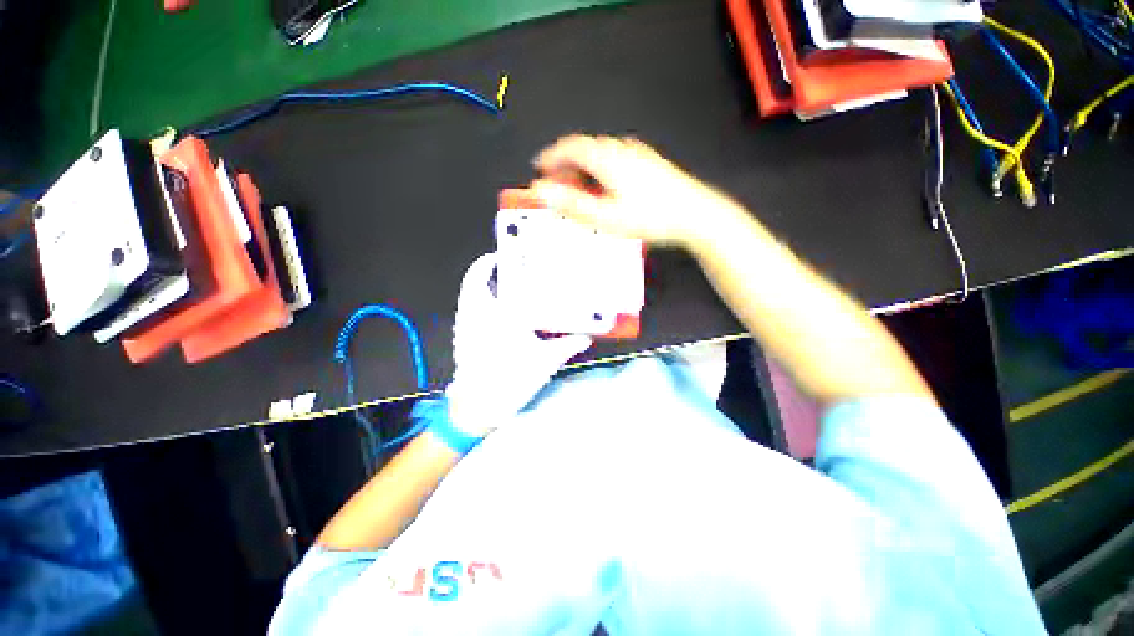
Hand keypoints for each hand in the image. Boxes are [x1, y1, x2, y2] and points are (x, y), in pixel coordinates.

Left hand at [445, 253, 591, 436]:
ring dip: (479, 288)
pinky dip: (476, 306)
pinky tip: (494, 315)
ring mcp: (465, 329)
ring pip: (466, 299)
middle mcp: (476, 316)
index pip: (483, 280)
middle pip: (471, 285)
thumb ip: (567, 346)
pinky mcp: (462, 341)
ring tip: (499, 288)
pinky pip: (466, 314)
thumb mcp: (545, 362)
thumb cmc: (512, 380)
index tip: (497, 255)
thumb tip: (588, 337)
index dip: (486, 263)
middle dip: (482, 272)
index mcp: (496, 315)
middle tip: (501, 268)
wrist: (479, 408)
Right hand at [529, 135, 746, 248]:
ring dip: (583, 167)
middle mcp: (621, 150)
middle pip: (585, 149)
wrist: (693, 214)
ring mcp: (637, 155)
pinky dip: (601, 169)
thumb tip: (542, 192)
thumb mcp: (606, 216)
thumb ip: (572, 204)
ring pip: (601, 154)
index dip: (551, 156)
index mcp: (607, 159)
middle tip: (557, 183)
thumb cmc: (652, 216)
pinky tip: (605, 186)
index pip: (571, 148)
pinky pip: (615, 159)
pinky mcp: (648, 163)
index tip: (539, 166)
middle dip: (566, 164)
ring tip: (578, 187)